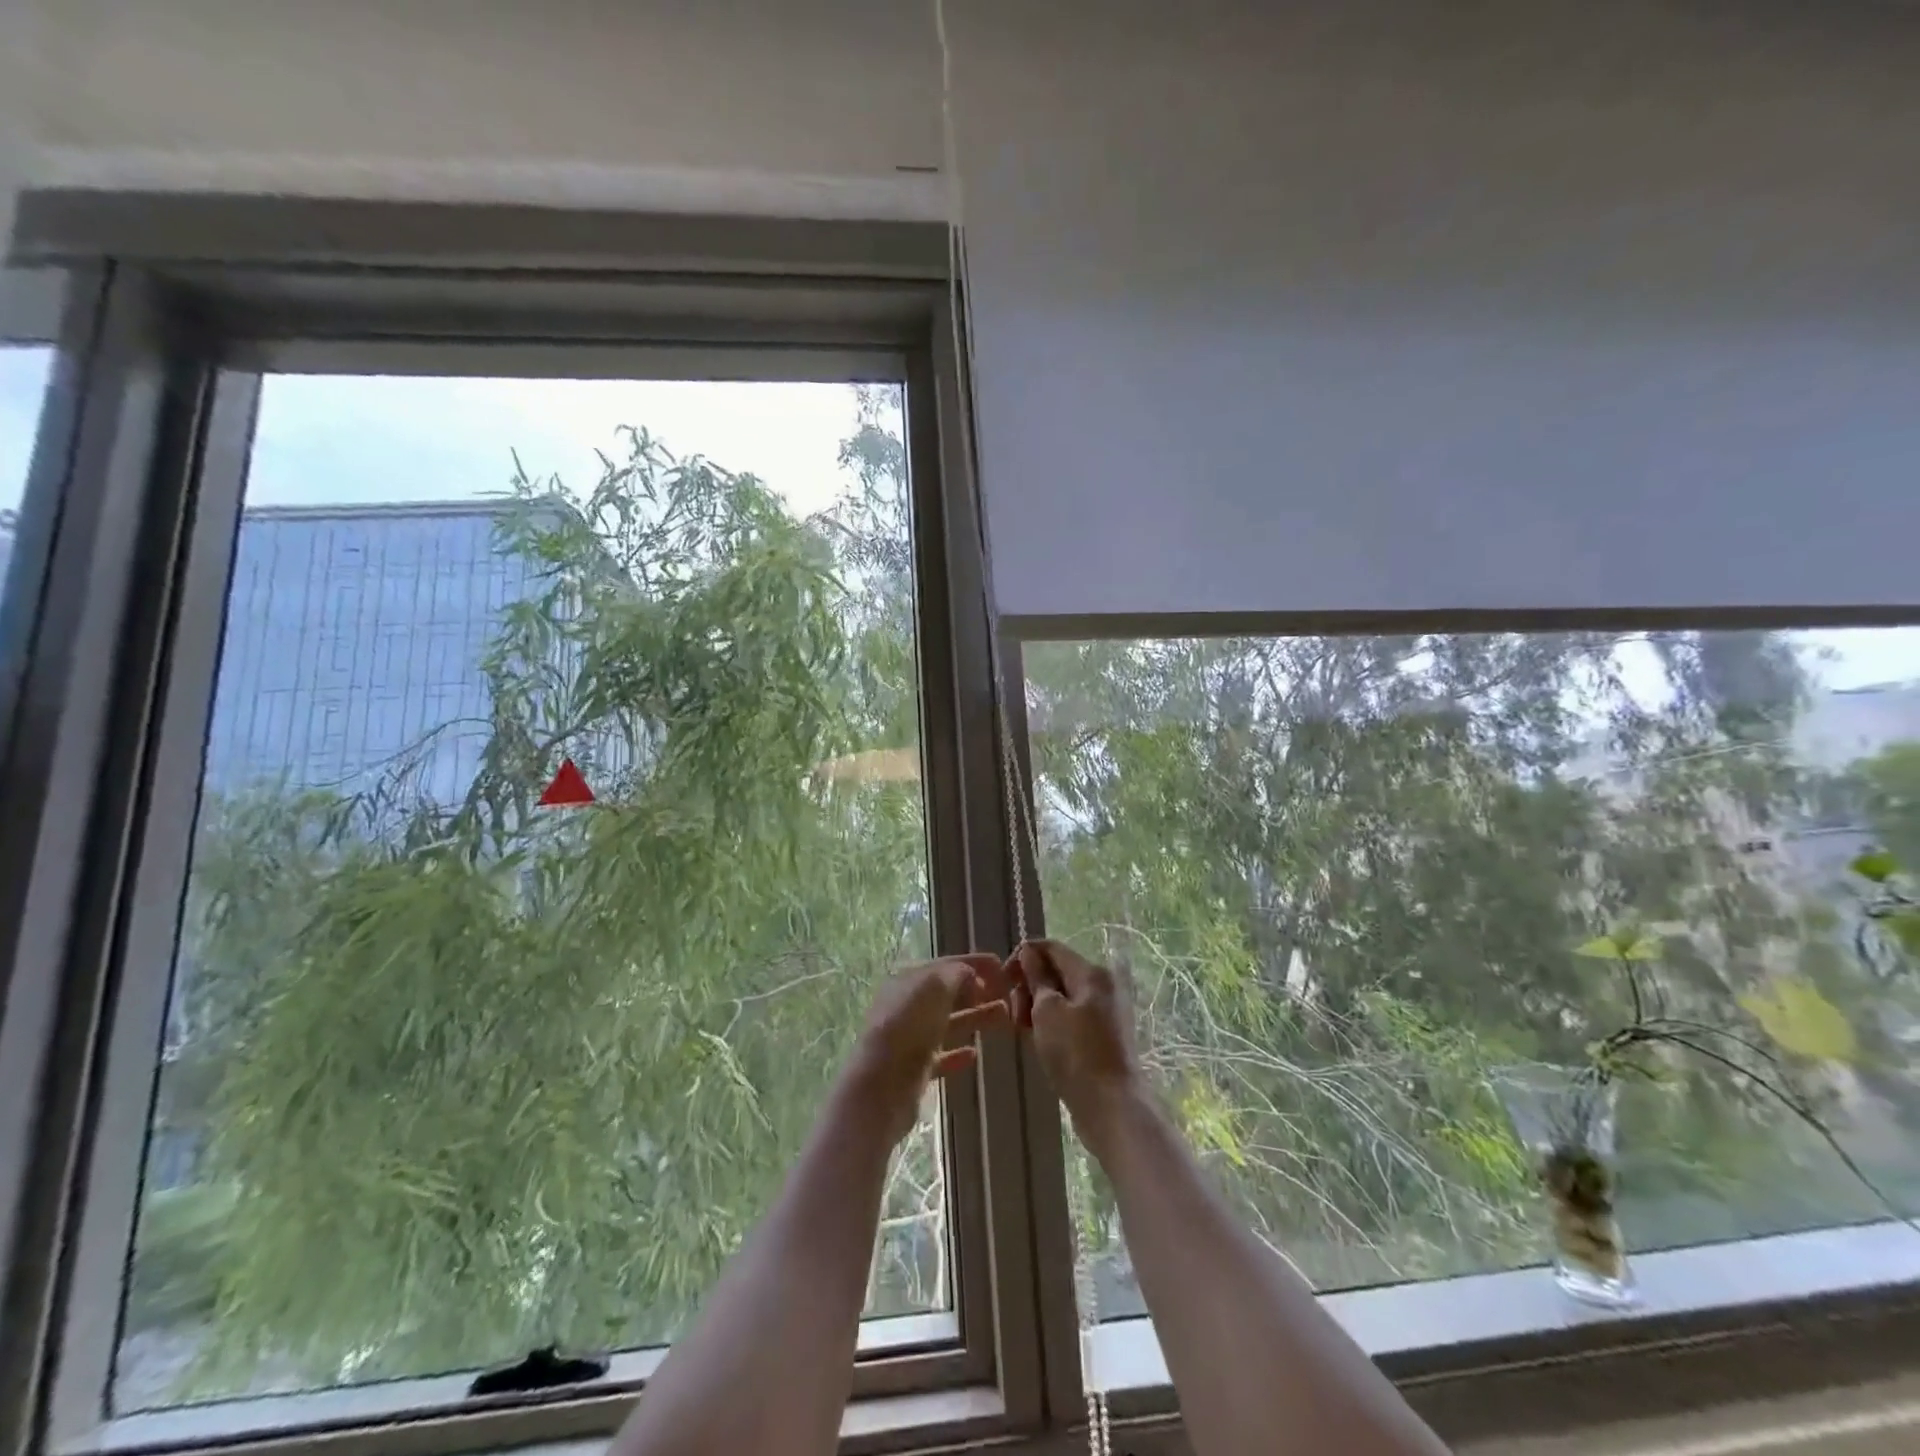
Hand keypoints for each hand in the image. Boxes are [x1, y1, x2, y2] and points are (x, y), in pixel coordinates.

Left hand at [843, 954, 1012, 1144]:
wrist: (882, 1085)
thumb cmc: (909, 1025)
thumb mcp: (935, 986)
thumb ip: (957, 974)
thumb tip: (972, 976)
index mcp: (908, 980)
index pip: (946, 965)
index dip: (974, 963)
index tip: (1002, 966)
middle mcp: (907, 1006)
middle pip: (948, 994)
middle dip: (978, 990)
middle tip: (1008, 993)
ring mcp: (910, 1038)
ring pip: (948, 1023)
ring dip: (975, 1017)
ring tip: (1004, 1016)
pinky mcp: (915, 1069)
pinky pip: (941, 1056)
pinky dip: (958, 1052)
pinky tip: (974, 1054)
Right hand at [1010, 940, 1142, 1152]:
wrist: (1112, 1107)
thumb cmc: (1075, 1054)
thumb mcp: (1047, 1011)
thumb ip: (1036, 977)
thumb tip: (1029, 952)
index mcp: (1092, 973)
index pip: (1051, 948)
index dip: (1023, 956)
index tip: (1002, 978)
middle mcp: (1103, 985)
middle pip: (1057, 971)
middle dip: (1029, 985)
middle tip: (1013, 1012)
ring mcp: (1105, 1011)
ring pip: (1062, 996)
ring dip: (1038, 1005)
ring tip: (1022, 1029)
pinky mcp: (1104, 1035)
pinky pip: (1071, 1016)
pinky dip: (1052, 1021)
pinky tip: (1038, 1038)